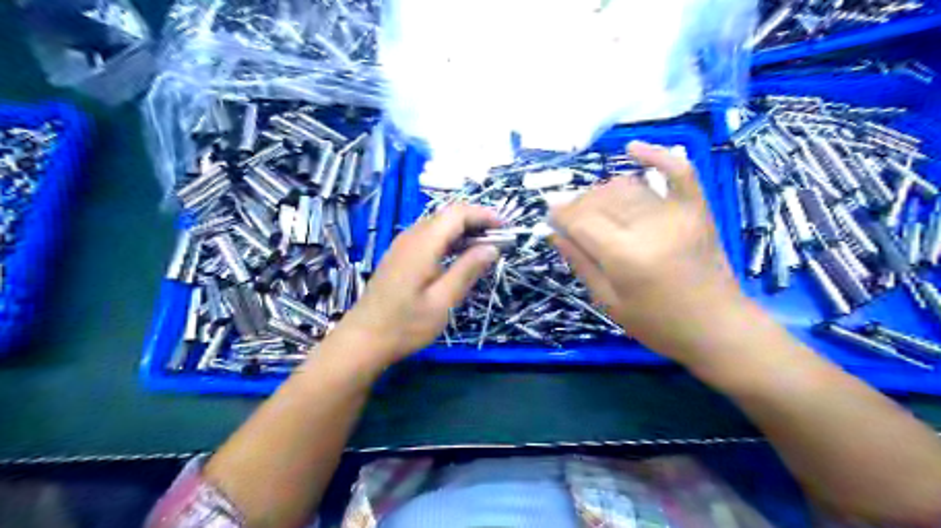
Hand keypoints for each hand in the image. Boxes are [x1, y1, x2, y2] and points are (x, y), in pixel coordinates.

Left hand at [335, 203, 503, 367]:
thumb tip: (492, 248)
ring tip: (485, 248)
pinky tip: (460, 257)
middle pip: (448, 215)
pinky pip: (429, 237)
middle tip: (499, 239)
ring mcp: (402, 245)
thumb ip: (467, 270)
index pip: (457, 213)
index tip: (505, 228)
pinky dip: (450, 240)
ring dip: (464, 230)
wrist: (363, 339)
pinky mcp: (400, 256)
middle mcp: (411, 237)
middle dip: (476, 221)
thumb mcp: (442, 302)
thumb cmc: (405, 325)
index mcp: (423, 244)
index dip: (484, 215)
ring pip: (438, 225)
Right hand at [553, 141, 741, 363]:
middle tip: (569, 220)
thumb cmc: (658, 324)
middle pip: (600, 200)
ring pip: (627, 186)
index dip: (559, 215)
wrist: (718, 328)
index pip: (580, 220)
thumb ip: (580, 263)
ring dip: (602, 192)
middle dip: (577, 205)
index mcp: (625, 256)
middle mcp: (650, 227)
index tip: (549, 218)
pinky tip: (632, 149)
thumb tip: (553, 233)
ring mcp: (677, 213)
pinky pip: (678, 170)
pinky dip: (656, 155)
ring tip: (593, 208)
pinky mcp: (697, 209)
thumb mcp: (609, 302)